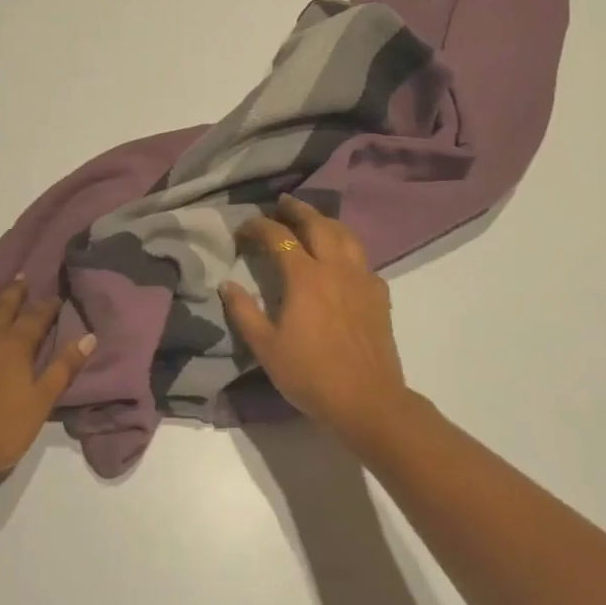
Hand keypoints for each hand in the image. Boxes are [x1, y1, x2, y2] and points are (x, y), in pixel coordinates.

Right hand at [221, 194, 414, 443]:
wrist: (367, 401)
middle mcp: (335, 268)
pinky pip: (362, 258)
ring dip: (326, 221)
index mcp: (305, 277)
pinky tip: (341, 260)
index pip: (279, 237)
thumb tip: (226, 284)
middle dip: (297, 209)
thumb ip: (243, 311)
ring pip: (346, 235)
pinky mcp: (379, 294)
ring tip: (313, 220)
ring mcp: (362, 278)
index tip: (243, 229)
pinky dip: (347, 248)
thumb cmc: (310, 375)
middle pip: (317, 224)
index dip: (258, 226)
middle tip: (282, 203)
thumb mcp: (265, 347)